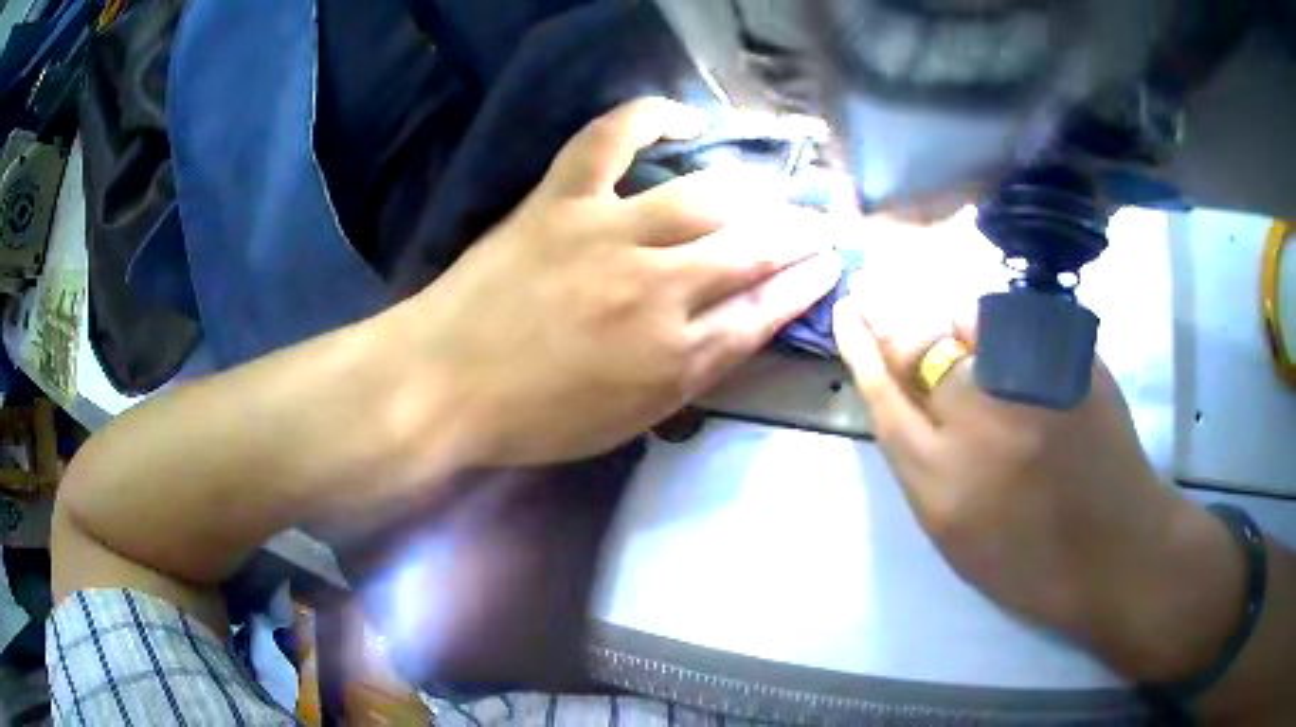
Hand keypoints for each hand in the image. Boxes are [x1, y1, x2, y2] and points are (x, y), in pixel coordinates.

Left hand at [400, 98, 843, 465]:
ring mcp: (609, 233)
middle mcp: (659, 288)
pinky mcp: (562, 199)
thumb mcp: (626, 422)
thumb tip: (734, 332)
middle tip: (820, 222)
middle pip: (753, 250)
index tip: (830, 265)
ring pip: (706, 196)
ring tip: (771, 188)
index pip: (764, 312)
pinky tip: (684, 117)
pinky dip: (649, 116)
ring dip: (753, 191)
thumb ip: (690, 376)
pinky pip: (611, 138)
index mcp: (675, 355)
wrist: (441, 384)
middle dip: (799, 234)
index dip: (805, 285)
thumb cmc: (531, 418)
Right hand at [832, 294, 1244, 681]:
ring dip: (959, 324)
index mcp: (939, 482)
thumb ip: (923, 463)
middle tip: (893, 302)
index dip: (860, 347)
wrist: (1114, 550)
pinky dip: (1007, 325)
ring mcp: (1029, 385)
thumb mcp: (954, 532)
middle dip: (901, 319)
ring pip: (971, 320)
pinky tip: (1016, 348)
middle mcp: (977, 423)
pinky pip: (1021, 321)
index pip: (883, 396)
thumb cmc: (1030, 561)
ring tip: (974, 347)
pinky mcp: (1071, 363)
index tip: (848, 310)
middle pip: (921, 345)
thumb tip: (908, 397)